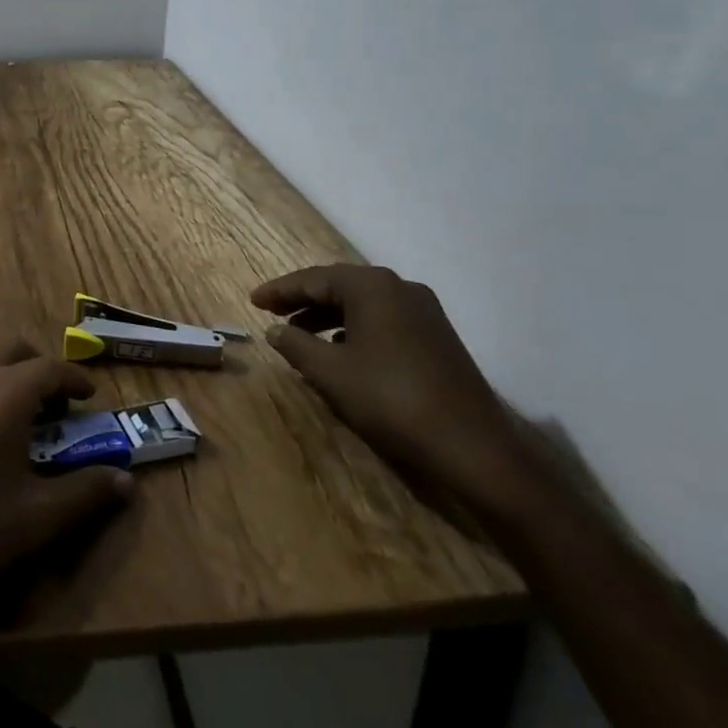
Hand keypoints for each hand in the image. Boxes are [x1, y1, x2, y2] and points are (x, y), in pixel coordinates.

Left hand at [0, 336, 134, 662]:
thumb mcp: (34, 520)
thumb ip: (85, 494)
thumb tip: (125, 480)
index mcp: (7, 393)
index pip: (51, 367)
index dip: (76, 378)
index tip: (89, 395)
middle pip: (12, 344)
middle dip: (37, 363)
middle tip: (51, 399)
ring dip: (2, 366)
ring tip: (12, 406)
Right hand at [253, 265, 526, 499]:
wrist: (474, 448)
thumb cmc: (392, 400)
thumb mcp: (332, 373)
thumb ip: (296, 345)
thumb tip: (274, 330)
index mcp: (372, 286)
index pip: (313, 279)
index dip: (279, 290)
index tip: (253, 301)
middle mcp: (399, 287)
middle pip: (339, 286)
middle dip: (303, 300)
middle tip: (272, 313)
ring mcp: (424, 310)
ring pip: (363, 303)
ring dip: (329, 316)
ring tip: (301, 335)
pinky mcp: (437, 335)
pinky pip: (384, 319)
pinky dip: (355, 328)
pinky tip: (342, 351)